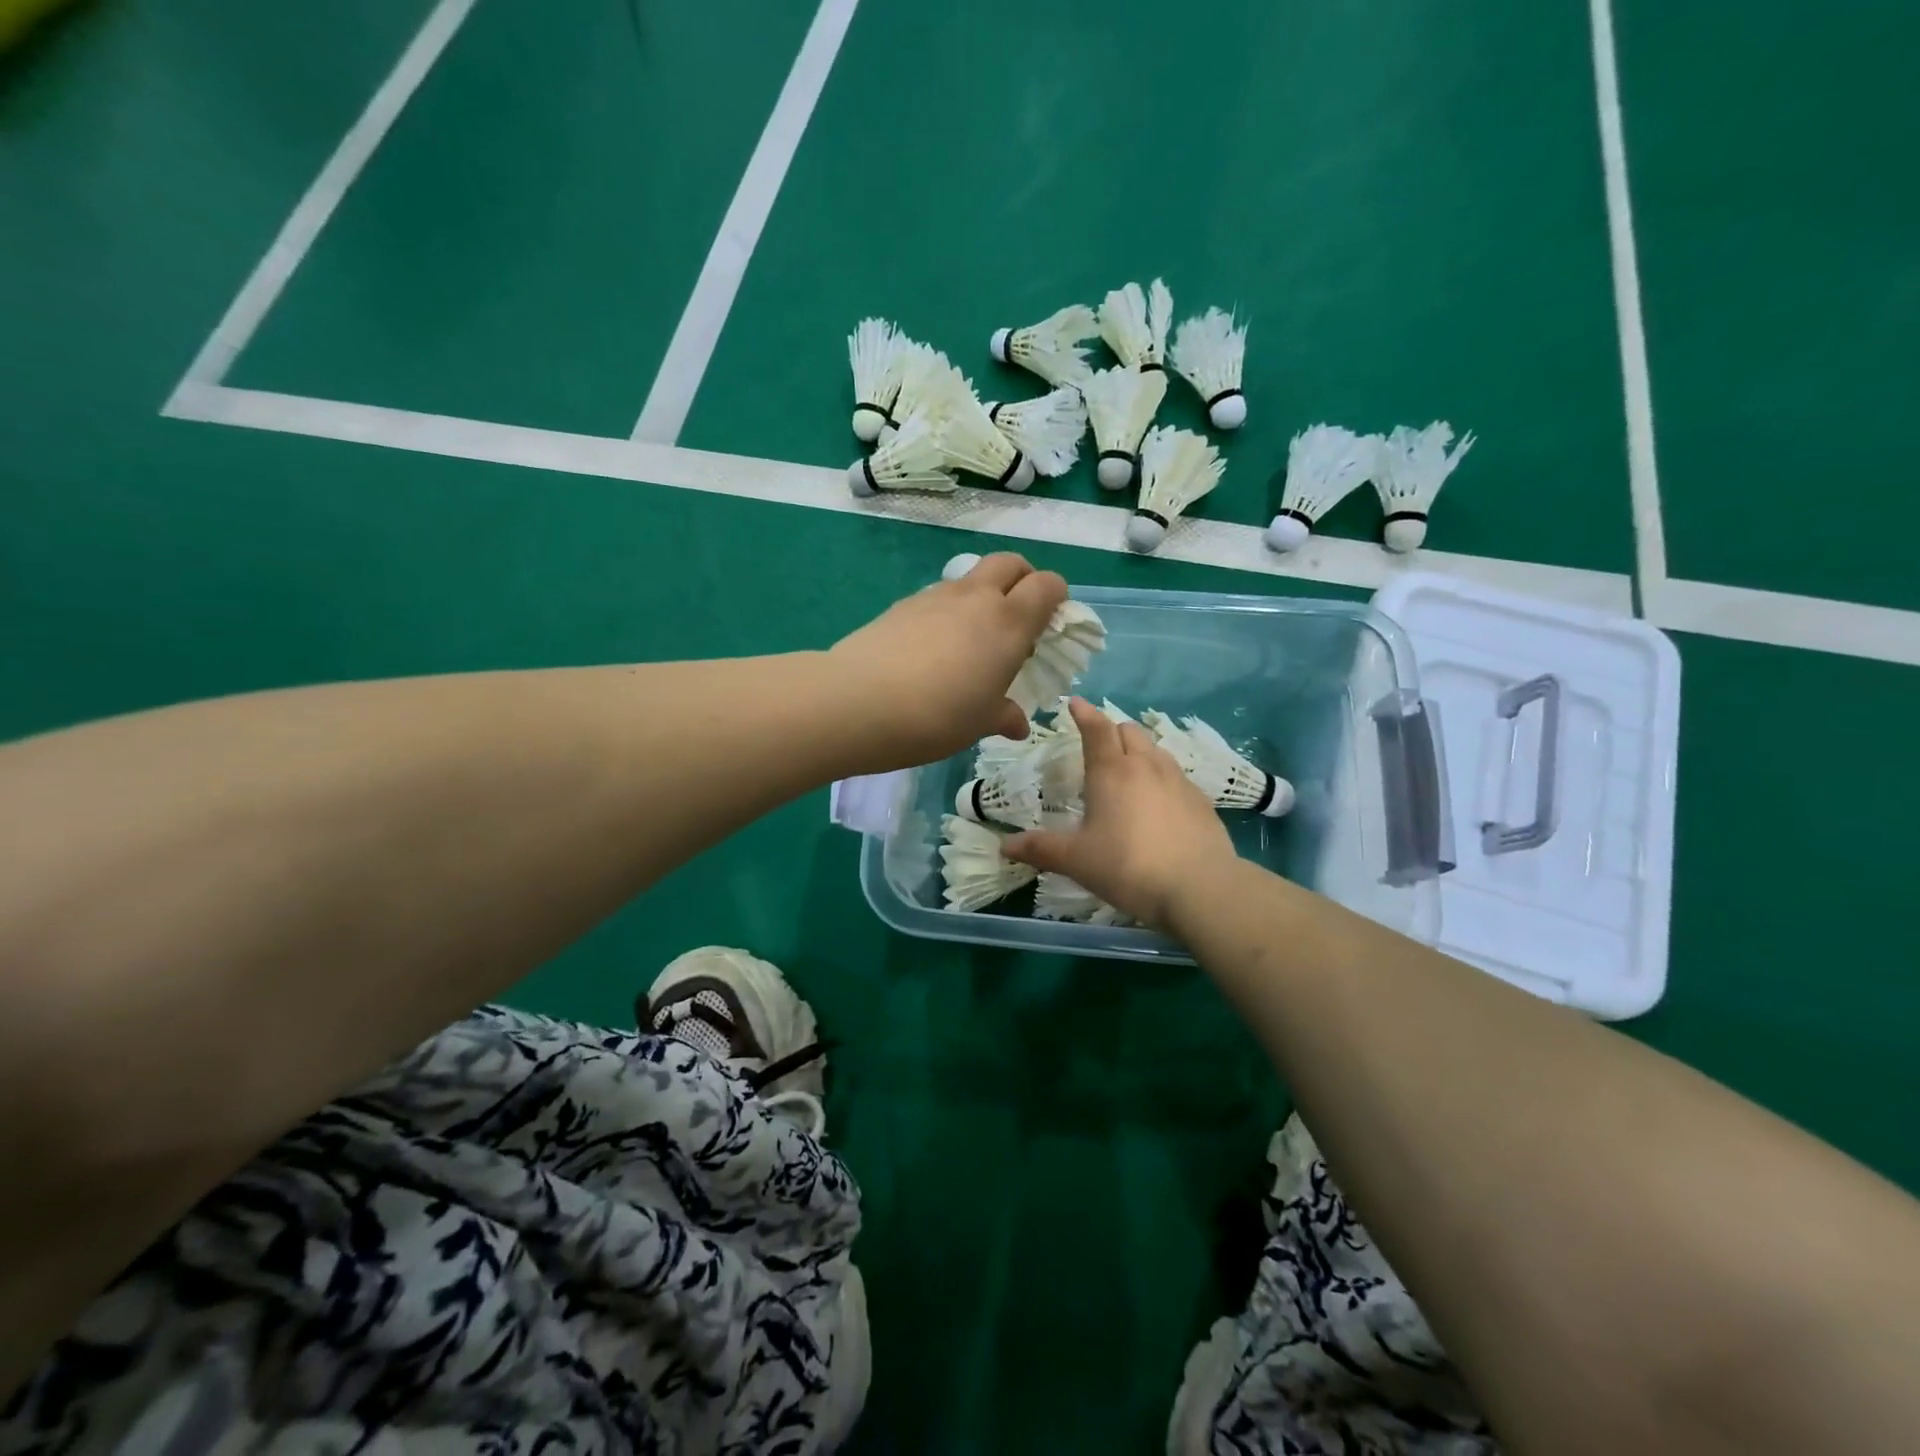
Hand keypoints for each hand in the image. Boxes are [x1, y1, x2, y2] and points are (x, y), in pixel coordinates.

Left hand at [829, 553, 1067, 767]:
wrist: (859, 702)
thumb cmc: (938, 716)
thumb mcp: (979, 723)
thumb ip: (1004, 716)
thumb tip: (1018, 723)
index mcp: (1008, 622)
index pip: (1047, 584)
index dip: (1056, 596)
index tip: (1051, 622)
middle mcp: (975, 598)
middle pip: (1010, 563)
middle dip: (1022, 579)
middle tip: (1018, 616)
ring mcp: (935, 597)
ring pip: (970, 578)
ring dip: (982, 595)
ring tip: (971, 639)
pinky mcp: (901, 606)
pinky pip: (937, 598)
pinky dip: (947, 611)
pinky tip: (932, 649)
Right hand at [1002, 698, 1235, 931]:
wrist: (1199, 887)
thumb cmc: (1127, 866)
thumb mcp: (1077, 860)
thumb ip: (1041, 849)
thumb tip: (1004, 846)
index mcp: (1111, 772)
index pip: (1096, 729)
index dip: (1084, 713)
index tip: (1075, 703)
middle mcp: (1146, 766)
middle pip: (1129, 732)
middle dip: (1112, 731)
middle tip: (1099, 746)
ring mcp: (1178, 781)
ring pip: (1156, 750)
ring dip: (1139, 751)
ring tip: (1129, 772)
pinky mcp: (1201, 801)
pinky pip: (1177, 776)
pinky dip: (1162, 778)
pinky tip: (1159, 803)